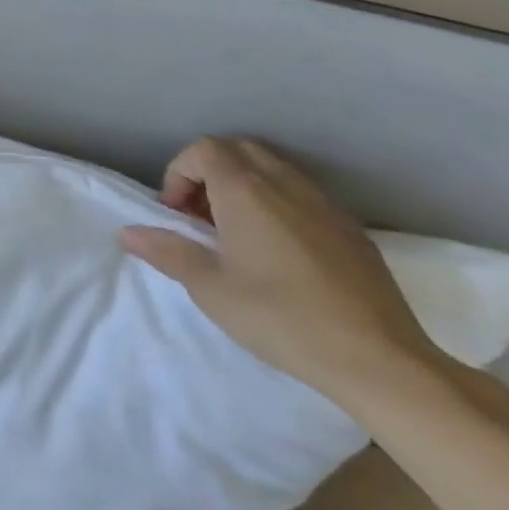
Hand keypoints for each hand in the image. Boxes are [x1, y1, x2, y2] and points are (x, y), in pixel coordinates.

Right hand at [121, 137, 448, 409]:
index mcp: (246, 191)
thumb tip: (129, 233)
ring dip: (243, 185)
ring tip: (235, 234)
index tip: (175, 213)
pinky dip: (276, 203)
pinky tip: (277, 252)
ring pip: (273, 168)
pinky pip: (302, 194)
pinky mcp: (350, 228)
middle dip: (208, 172)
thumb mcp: (211, 289)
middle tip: (199, 216)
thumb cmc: (281, 318)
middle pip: (238, 149)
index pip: (204, 150)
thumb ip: (167, 252)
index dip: (179, 172)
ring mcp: (324, 204)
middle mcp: (285, 184)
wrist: (380, 359)